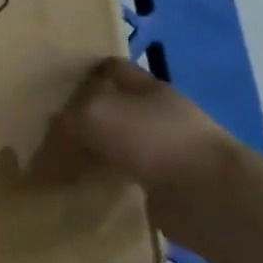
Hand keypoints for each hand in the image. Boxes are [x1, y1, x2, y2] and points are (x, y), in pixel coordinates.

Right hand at [51, 58, 237, 199]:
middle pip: (119, 104)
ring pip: (124, 139)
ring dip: (101, 146)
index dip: (87, 72)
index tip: (59, 84)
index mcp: (148, 87)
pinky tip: (92, 180)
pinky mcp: (170, 180)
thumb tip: (59, 120)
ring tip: (68, 154)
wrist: (206, 194)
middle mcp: (161, 112)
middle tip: (56, 123)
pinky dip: (113, 174)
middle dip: (91, 111)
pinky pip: (131, 171)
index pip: (113, 68)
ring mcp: (168, 147)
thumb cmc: (149, 139)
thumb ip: (71, 113)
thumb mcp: (95, 114)